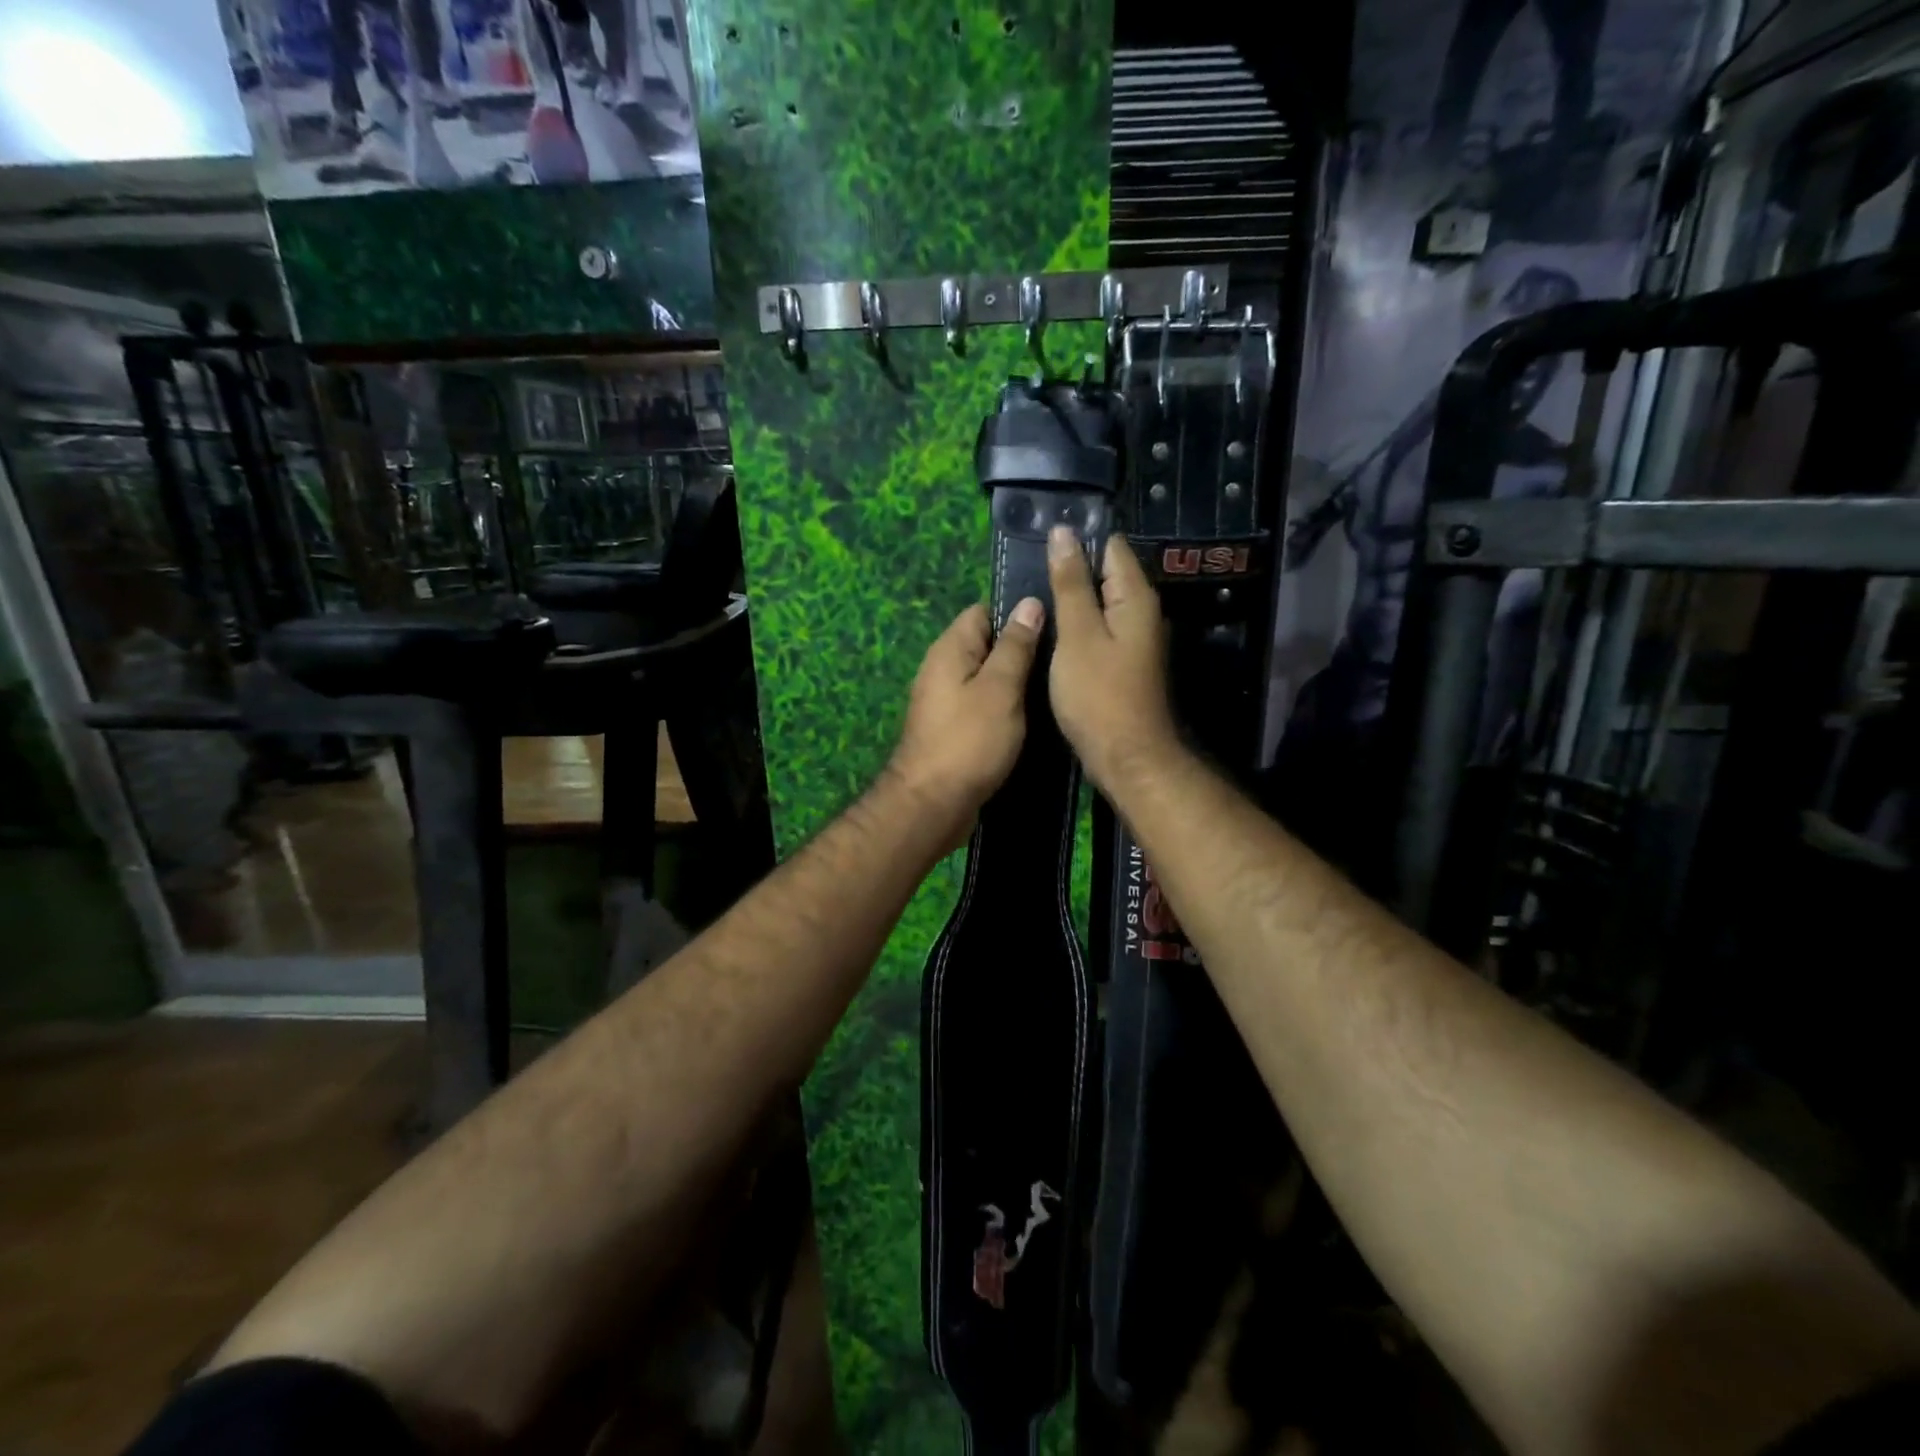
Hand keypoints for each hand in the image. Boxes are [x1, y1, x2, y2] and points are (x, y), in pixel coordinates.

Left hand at [887, 597, 1044, 842]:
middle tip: (1063, 660)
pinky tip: (1033, 718)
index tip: (1055, 626)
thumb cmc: (969, 740)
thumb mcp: (1001, 688)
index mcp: (950, 649)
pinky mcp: (953, 729)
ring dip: (1016, 683)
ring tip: (1055, 686)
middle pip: (987, 645)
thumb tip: (1029, 603)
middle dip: (1022, 650)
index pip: (984, 611)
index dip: (1018, 614)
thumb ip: (1016, 646)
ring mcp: (946, 701)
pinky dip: (1005, 709)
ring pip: (988, 679)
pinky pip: (983, 706)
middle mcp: (943, 669)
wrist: (933, 805)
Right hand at [1047, 526, 1177, 793]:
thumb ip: (1070, 584)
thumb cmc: (1099, 694)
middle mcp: (1142, 613)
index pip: (1112, 547)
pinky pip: (1099, 629)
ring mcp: (1135, 640)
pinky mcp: (1123, 663)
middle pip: (1107, 574)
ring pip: (1101, 604)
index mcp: (1135, 598)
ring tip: (1033, 594)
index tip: (1041, 539)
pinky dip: (1077, 625)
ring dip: (1072, 598)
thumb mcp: (1078, 634)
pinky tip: (1051, 631)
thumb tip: (1063, 533)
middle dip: (1072, 568)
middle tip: (1028, 567)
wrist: (1126, 756)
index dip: (1079, 539)